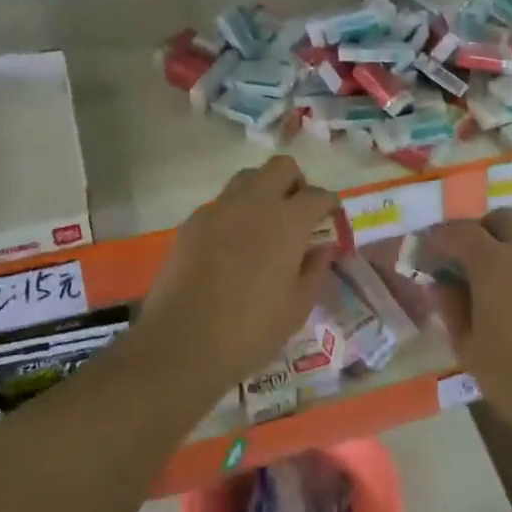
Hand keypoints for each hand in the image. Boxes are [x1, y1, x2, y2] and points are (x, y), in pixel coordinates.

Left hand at [144, 156, 338, 387]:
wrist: (180, 344)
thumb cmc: (249, 332)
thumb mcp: (296, 308)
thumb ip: (314, 270)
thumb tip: (322, 248)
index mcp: (288, 222)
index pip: (318, 195)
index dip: (329, 205)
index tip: (330, 219)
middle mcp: (254, 203)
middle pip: (282, 167)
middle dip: (296, 182)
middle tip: (297, 213)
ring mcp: (218, 209)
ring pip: (248, 177)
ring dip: (263, 190)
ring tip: (265, 225)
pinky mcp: (192, 222)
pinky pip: (221, 203)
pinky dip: (235, 212)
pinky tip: (232, 245)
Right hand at [425, 209, 511, 451]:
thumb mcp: (468, 348)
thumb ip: (451, 307)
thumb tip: (441, 283)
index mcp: (494, 263)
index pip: (459, 231)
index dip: (440, 237)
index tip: (427, 250)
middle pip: (503, 218)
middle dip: (481, 230)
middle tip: (466, 257)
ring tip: (501, 271)